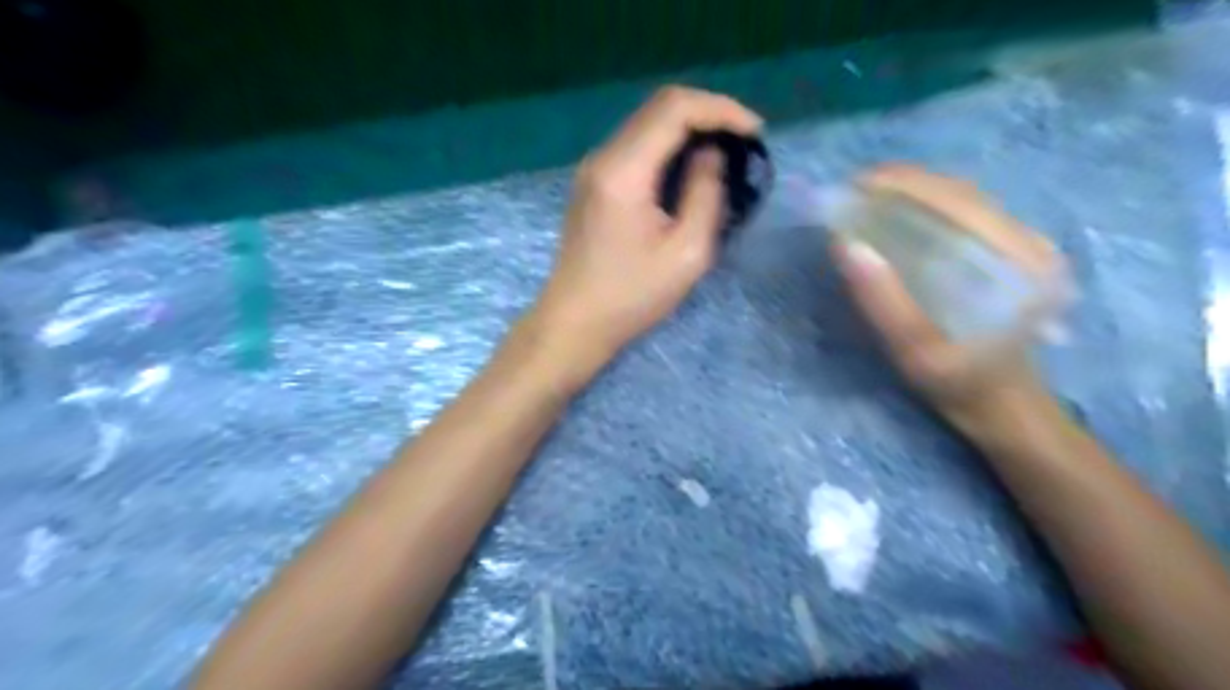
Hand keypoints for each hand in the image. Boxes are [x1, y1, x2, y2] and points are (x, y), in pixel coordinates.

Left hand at [527, 83, 764, 381]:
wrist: (575, 321)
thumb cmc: (631, 296)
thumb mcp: (686, 253)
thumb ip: (706, 195)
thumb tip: (712, 155)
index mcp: (623, 171)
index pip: (674, 108)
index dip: (721, 110)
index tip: (755, 132)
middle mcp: (603, 157)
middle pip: (658, 107)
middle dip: (708, 114)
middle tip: (744, 140)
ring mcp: (593, 169)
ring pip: (646, 124)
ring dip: (688, 129)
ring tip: (725, 152)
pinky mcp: (593, 183)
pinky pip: (635, 147)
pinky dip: (668, 146)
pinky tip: (689, 168)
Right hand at [835, 163, 1066, 434]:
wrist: (1003, 405)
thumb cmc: (959, 383)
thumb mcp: (916, 350)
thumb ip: (884, 300)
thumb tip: (847, 245)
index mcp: (1018, 262)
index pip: (958, 201)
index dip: (904, 184)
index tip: (855, 185)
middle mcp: (1030, 243)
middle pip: (961, 193)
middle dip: (903, 183)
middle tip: (853, 191)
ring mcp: (1025, 246)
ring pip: (963, 200)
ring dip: (913, 191)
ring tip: (868, 198)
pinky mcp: (1013, 253)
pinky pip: (965, 215)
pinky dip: (926, 206)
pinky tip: (897, 215)